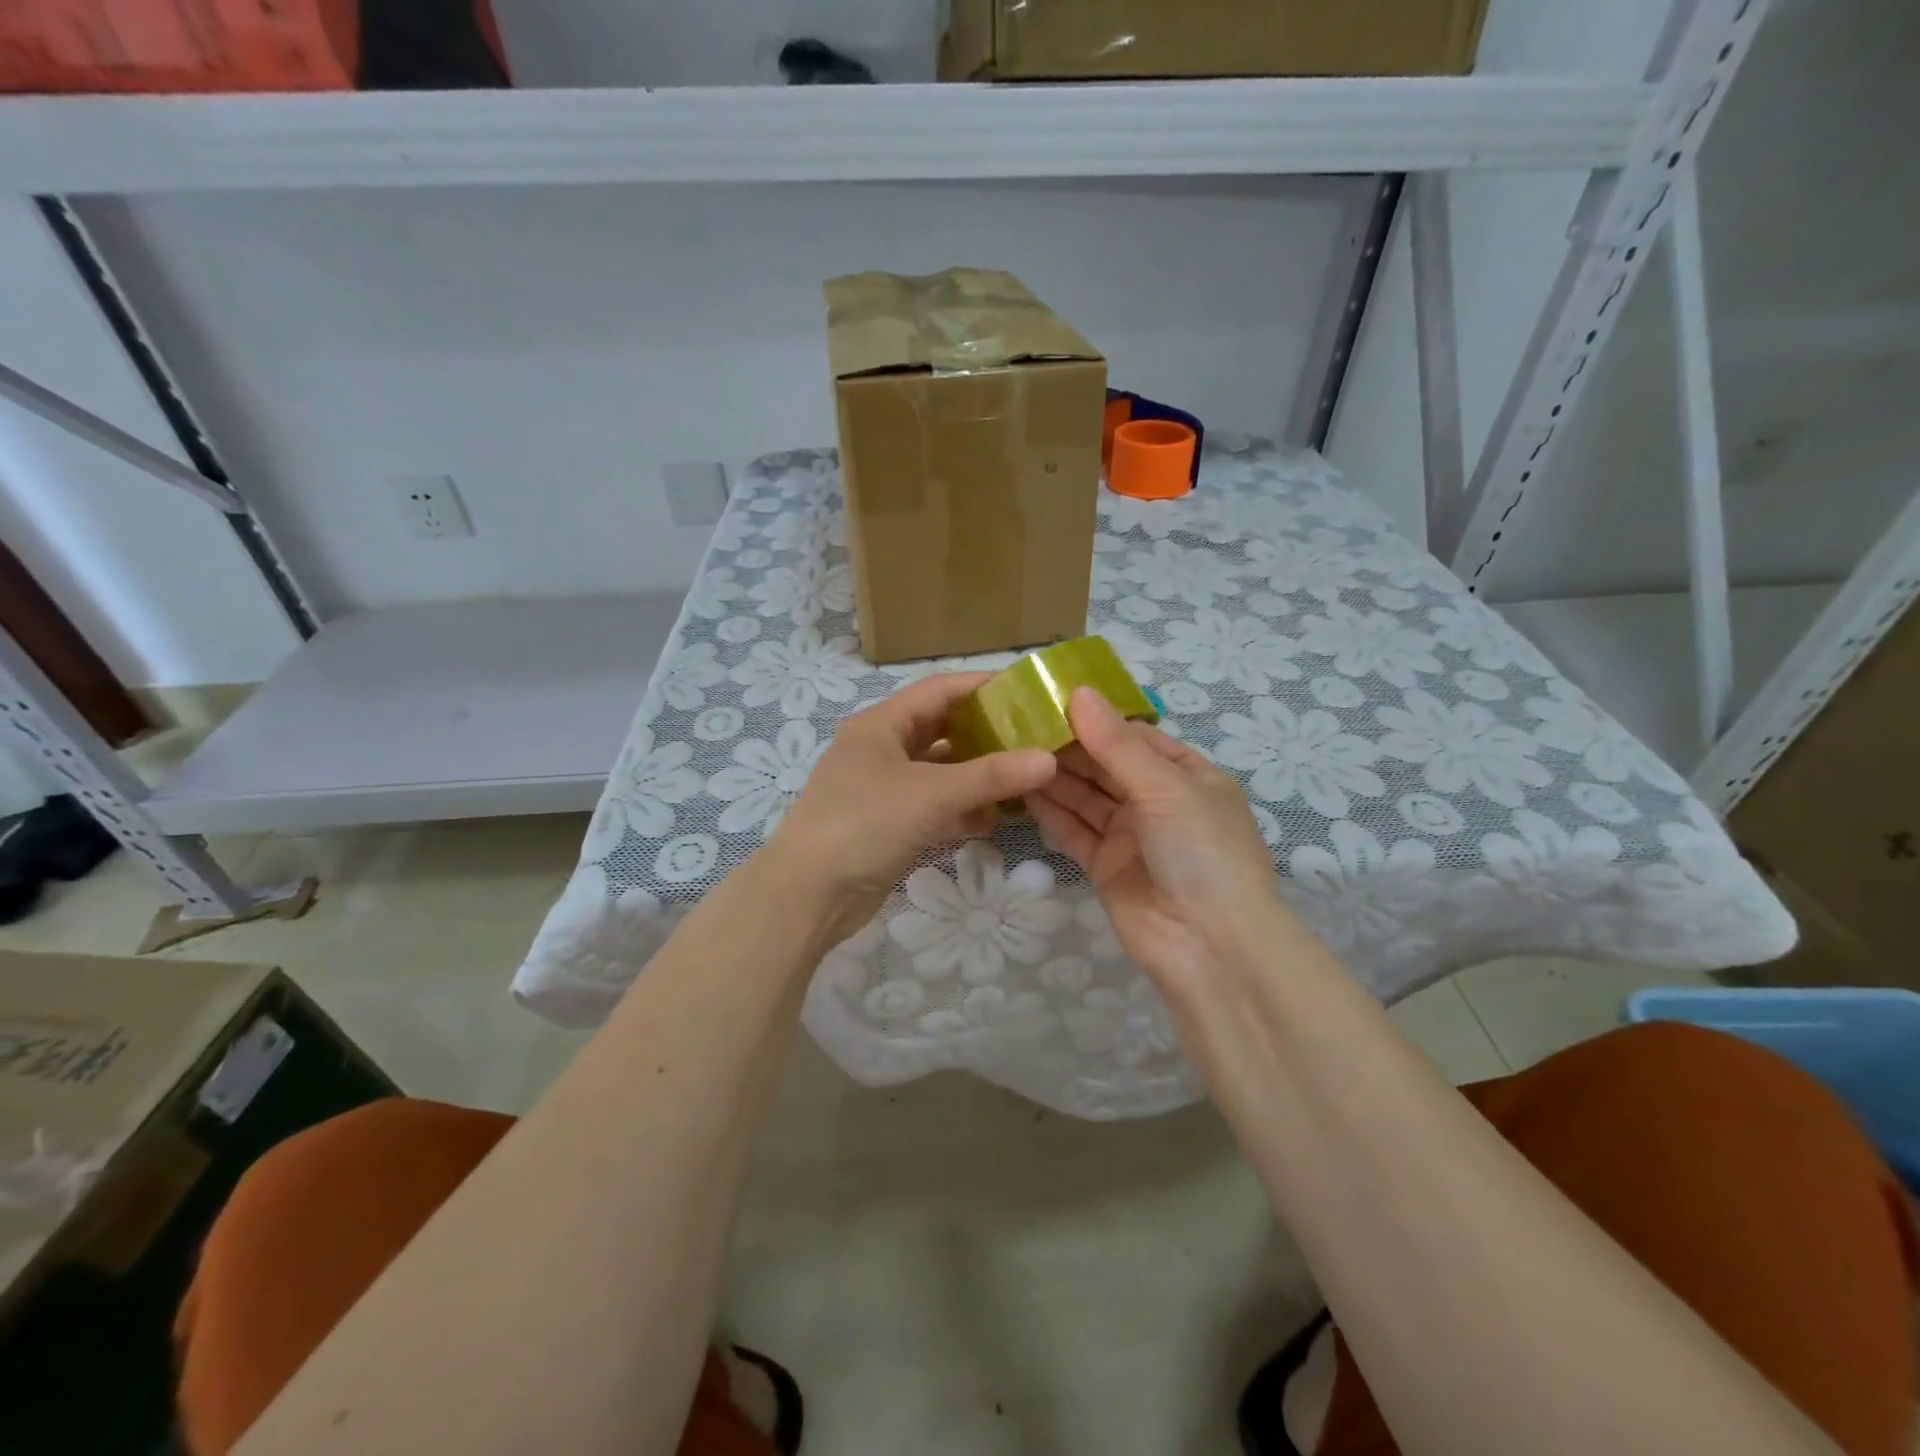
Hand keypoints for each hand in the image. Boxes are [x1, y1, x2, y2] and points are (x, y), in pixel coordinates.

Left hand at [770, 672, 1056, 941]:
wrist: (808, 895)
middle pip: (941, 730)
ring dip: (976, 777)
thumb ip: (992, 776)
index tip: (1028, 692)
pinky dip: (960, 811)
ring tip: (1025, 780)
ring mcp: (881, 789)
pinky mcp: (886, 825)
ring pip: (939, 772)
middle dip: (985, 735)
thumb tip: (1048, 759)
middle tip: (1033, 739)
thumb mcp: (932, 794)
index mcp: (881, 724)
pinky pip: (932, 807)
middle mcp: (880, 749)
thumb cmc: (866, 825)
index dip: (983, 687)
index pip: (940, 690)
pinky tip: (992, 820)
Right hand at [1026, 688, 1285, 999]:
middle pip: (1106, 766)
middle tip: (1019, 723)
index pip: (1135, 737)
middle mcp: (1158, 802)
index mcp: (1186, 776)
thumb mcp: (1165, 786)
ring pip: (1086, 798)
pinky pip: (1075, 832)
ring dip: (1055, 777)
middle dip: (1069, 747)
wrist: (1210, 946)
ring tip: (1012, 750)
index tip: (1049, 698)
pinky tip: (1022, 791)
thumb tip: (1079, 692)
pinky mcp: (1106, 867)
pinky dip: (1052, 814)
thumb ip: (1117, 743)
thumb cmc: (1201, 851)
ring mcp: (1131, 836)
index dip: (1096, 718)